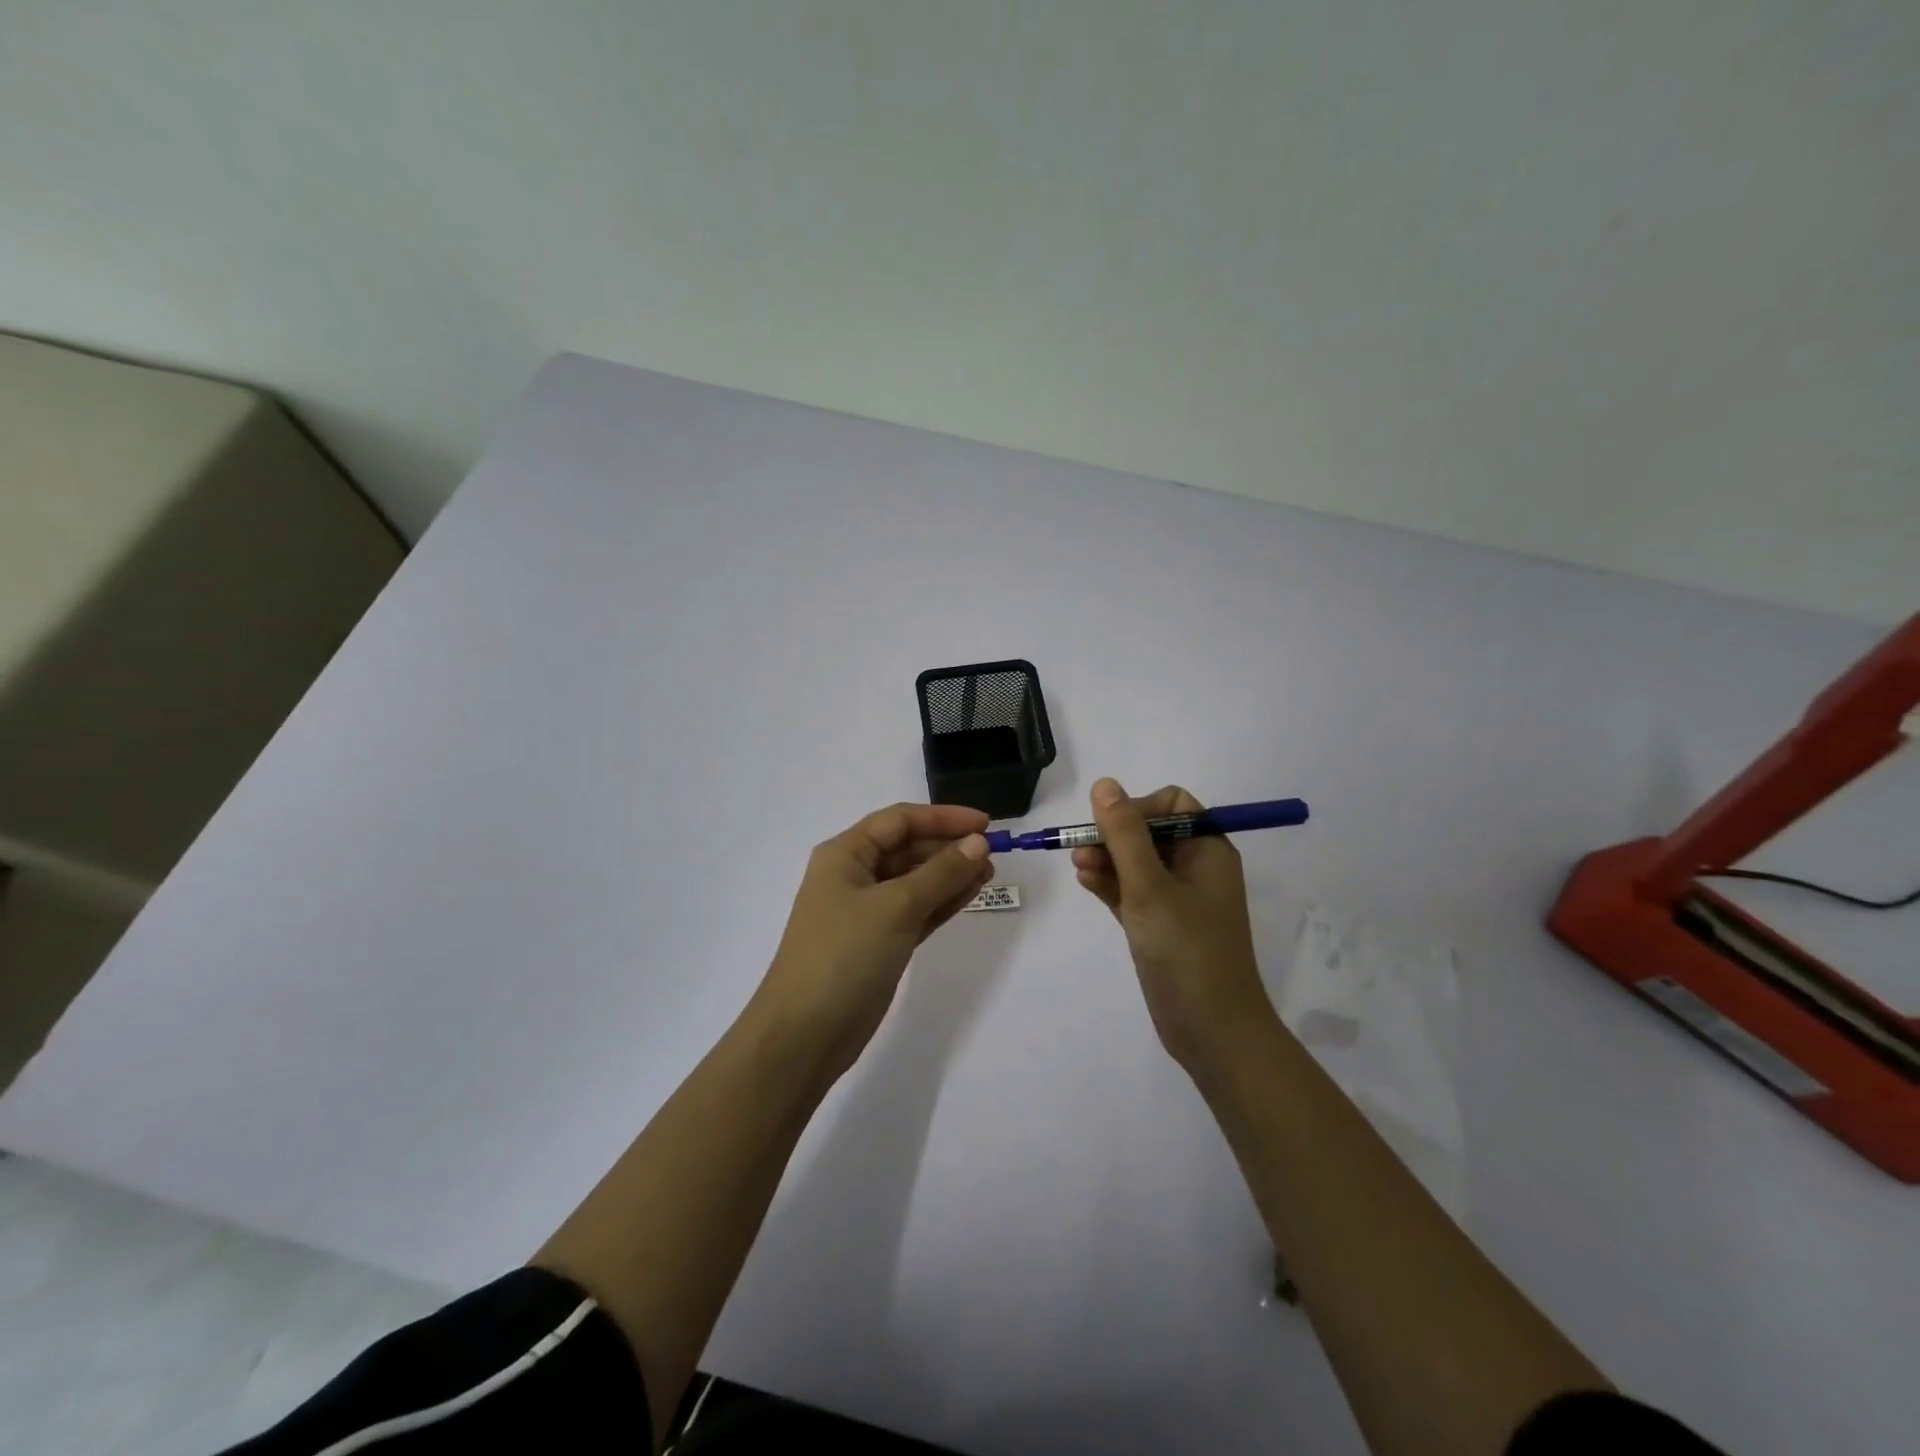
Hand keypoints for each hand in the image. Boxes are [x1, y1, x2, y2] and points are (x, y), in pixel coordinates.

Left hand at [755, 803, 993, 1079]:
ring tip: (990, 873)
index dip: (943, 818)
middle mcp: (854, 876)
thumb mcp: (896, 907)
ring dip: (950, 874)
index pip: (900, 821)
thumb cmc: (844, 955)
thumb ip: (940, 873)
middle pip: (908, 848)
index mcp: (845, 854)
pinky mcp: (880, 942)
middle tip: (993, 854)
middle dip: (949, 847)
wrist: (805, 1034)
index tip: (986, 824)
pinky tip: (971, 893)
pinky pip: (917, 910)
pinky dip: (942, 901)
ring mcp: (866, 911)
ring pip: (915, 881)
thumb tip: (979, 843)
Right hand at [1072, 778, 1273, 1068]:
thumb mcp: (1149, 886)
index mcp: (1207, 851)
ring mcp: (1177, 899)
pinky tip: (1085, 881)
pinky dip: (1110, 884)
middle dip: (1114, 836)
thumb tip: (1104, 784)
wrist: (1212, 1031)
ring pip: (1136, 863)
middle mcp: (1195, 869)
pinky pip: (1132, 891)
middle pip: (1149, 832)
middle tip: (1081, 850)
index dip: (1138, 808)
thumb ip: (1124, 834)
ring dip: (1107, 859)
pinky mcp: (1160, 925)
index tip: (1110, 829)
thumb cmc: (1186, 950)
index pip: (1172, 805)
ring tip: (1078, 867)